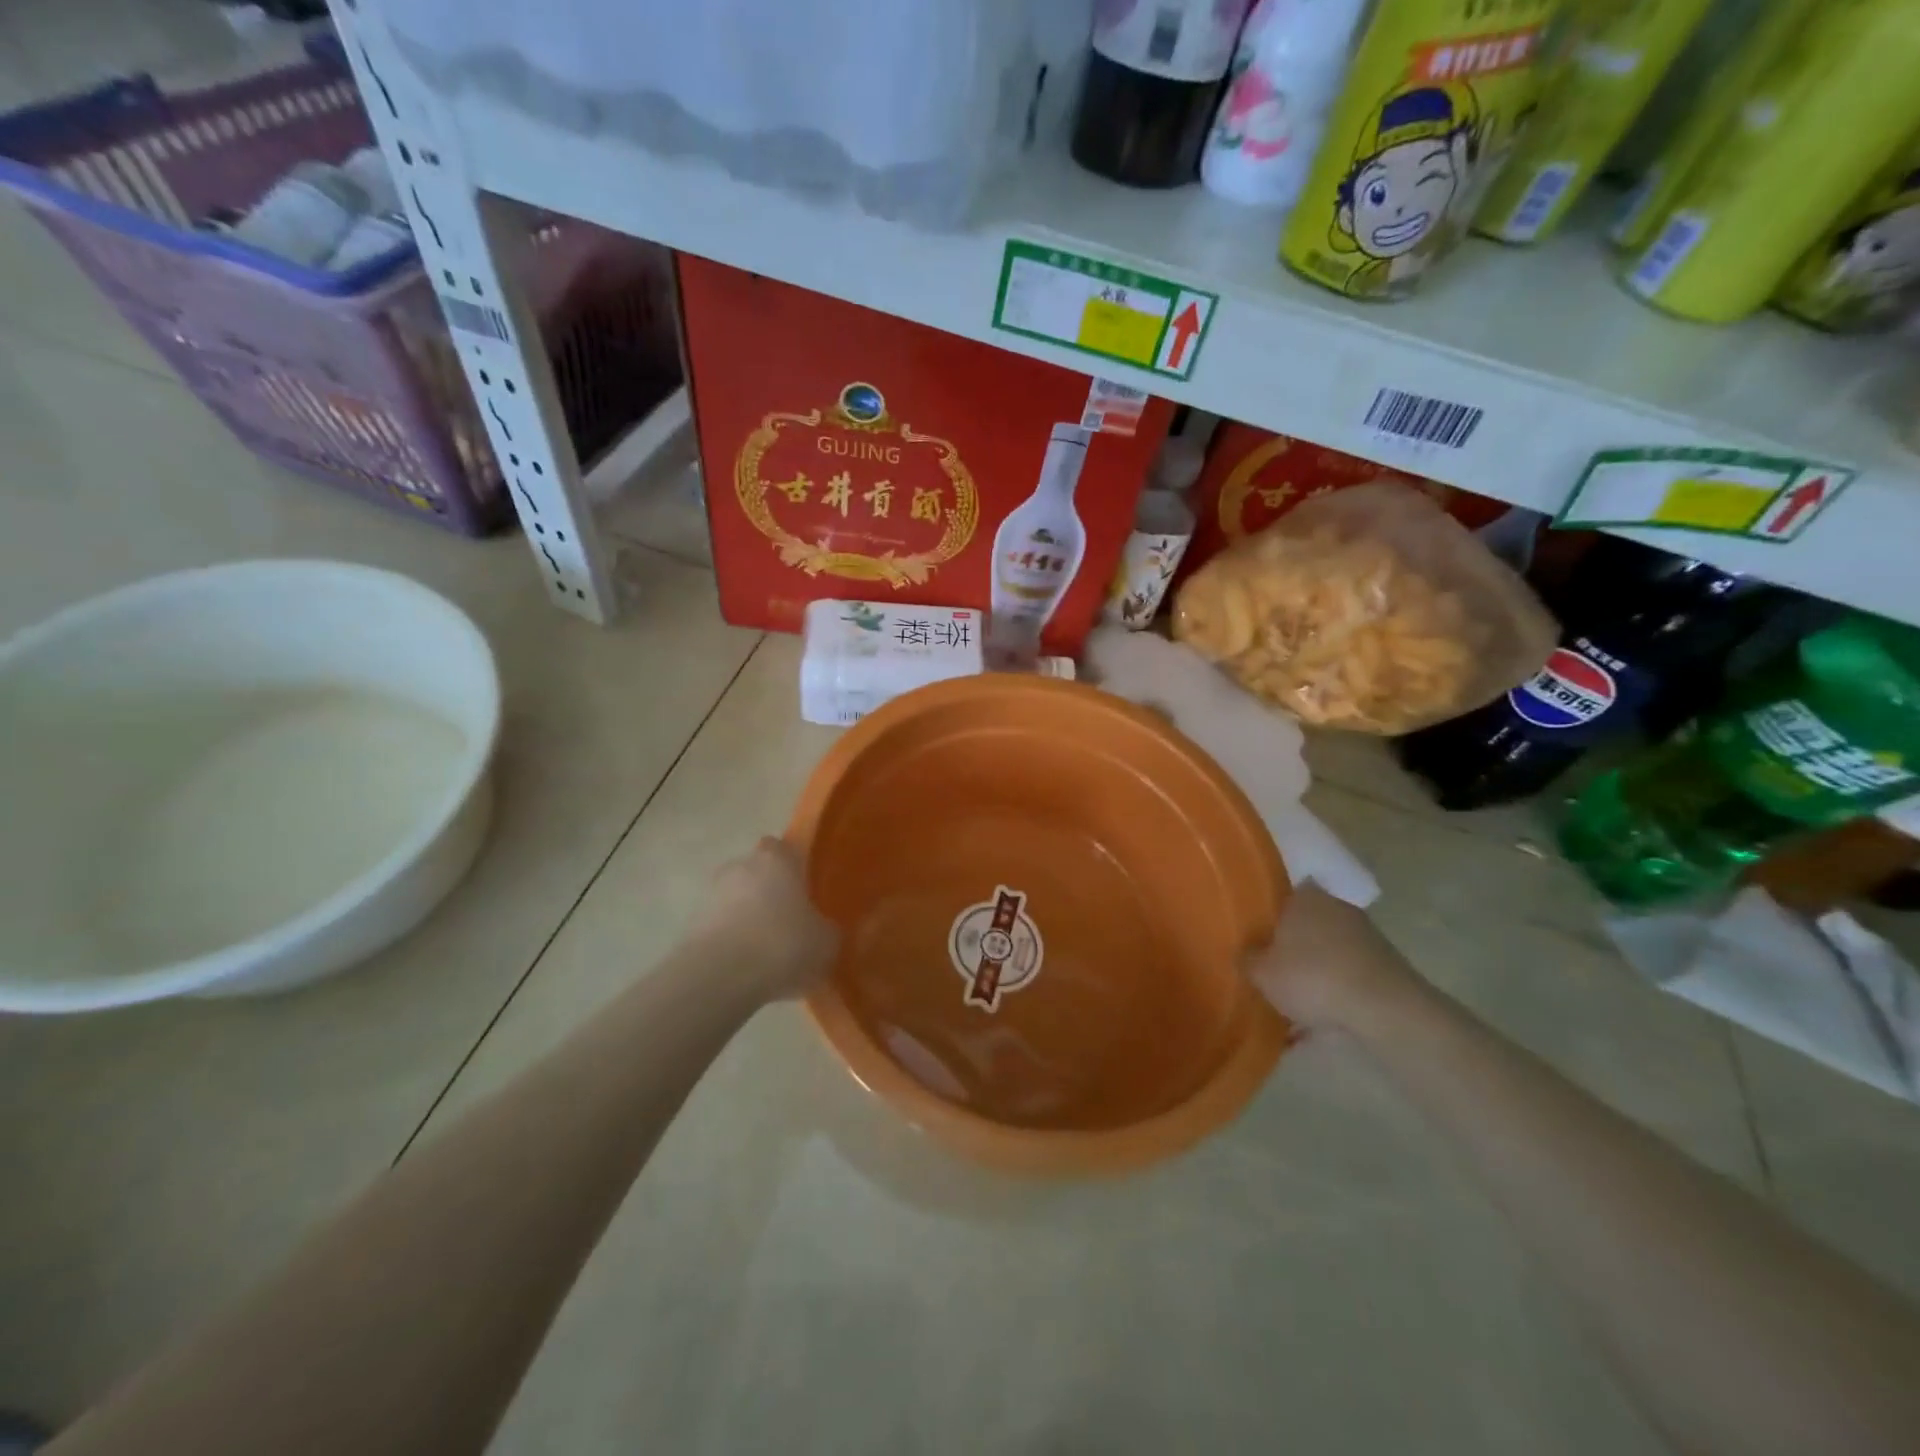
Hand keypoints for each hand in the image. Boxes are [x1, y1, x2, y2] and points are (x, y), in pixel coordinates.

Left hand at [688, 838, 838, 1002]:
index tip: (804, 888)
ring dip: (747, 917)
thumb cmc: (783, 944)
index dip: (793, 866)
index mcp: (776, 859)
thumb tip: (823, 929)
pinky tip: (746, 967)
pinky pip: (720, 926)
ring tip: (766, 951)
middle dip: (769, 892)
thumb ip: (826, 928)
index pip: (783, 848)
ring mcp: (710, 894)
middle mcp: (740, 866)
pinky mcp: (690, 925)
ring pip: (736, 900)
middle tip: (788, 921)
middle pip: (756, 872)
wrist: (720, 977)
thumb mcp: (826, 941)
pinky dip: (731, 940)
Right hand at [1245, 884, 1421, 1033]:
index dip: (1266, 914)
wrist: (1385, 1009)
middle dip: (1289, 949)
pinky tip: (1318, 1025)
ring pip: (1326, 953)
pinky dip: (1334, 995)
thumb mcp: (1262, 973)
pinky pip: (1346, 977)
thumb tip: (1245, 954)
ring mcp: (1365, 936)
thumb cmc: (1313, 977)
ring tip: (1292, 1007)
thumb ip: (1247, 959)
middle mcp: (1335, 907)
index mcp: (1305, 897)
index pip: (1280, 895)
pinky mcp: (1385, 966)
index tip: (1255, 935)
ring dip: (1312, 975)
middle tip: (1270, 972)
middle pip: (1304, 926)